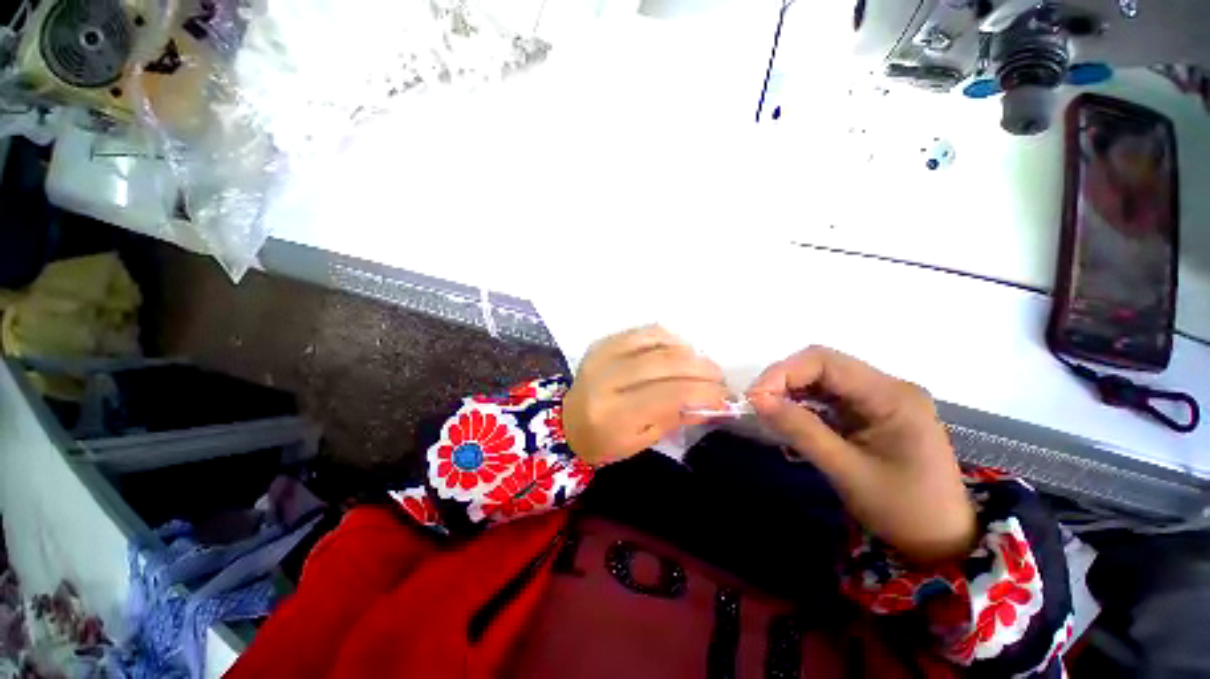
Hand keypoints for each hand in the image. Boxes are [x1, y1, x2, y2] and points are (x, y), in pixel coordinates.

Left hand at [564, 326, 729, 465]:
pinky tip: (679, 350)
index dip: (704, 393)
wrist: (564, 421)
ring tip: (702, 365)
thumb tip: (712, 403)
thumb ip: (675, 419)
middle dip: (702, 369)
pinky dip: (668, 338)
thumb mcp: (640, 442)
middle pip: (666, 363)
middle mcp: (607, 378)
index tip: (725, 397)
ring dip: (688, 352)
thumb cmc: (603, 440)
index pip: (669, 395)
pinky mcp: (603, 342)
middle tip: (719, 378)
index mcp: (614, 413)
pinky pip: (643, 332)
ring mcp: (603, 355)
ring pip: (657, 342)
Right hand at [748, 347, 974, 562]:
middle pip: (822, 365)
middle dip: (783, 380)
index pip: (825, 362)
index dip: (783, 372)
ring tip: (767, 410)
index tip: (755, 396)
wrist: (942, 542)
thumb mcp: (847, 471)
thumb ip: (801, 430)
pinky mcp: (871, 411)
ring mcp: (880, 398)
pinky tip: (789, 417)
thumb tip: (757, 400)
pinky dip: (803, 403)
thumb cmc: (903, 511)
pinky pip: (828, 396)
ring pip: (822, 378)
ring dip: (790, 391)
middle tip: (757, 403)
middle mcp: (887, 387)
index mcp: (891, 396)